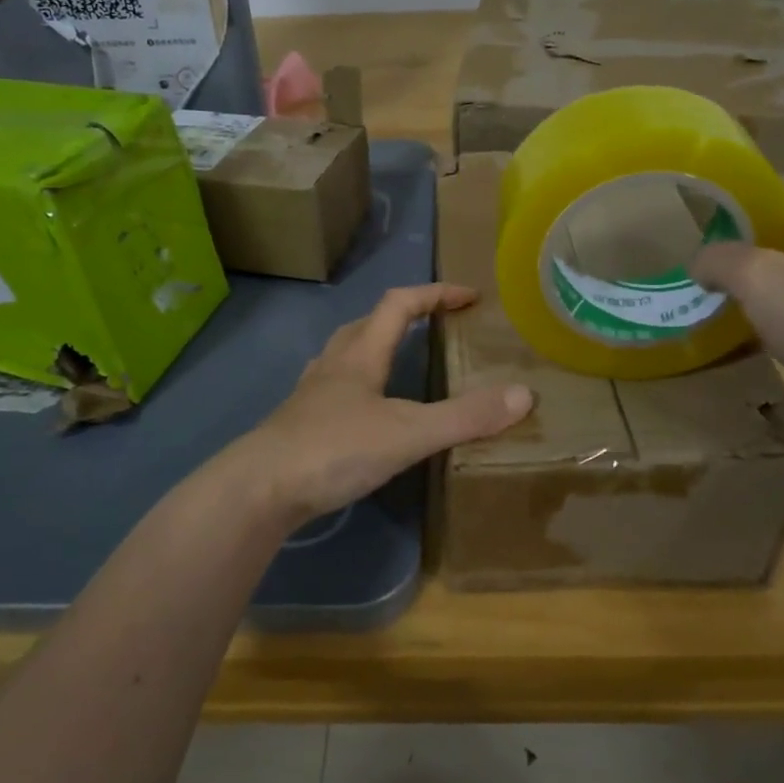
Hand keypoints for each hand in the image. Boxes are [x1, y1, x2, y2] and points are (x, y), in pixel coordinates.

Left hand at [232, 284, 532, 523]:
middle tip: (437, 326)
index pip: (400, 303)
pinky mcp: (299, 422)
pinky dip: (358, 384)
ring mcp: (311, 393)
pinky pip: (335, 387)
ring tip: (403, 362)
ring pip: (346, 353)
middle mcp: (333, 364)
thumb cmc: (334, 449)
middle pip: (368, 322)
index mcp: (360, 353)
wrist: (259, 489)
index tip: (469, 296)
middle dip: (405, 315)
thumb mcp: (409, 432)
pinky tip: (365, 411)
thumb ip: (465, 416)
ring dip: (376, 346)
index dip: (436, 293)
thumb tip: (524, 395)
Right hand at [690, 174, 783, 434]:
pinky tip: (731, 332)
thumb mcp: (758, 276)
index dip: (743, 192)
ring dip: (746, 283)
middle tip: (692, 253)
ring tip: (701, 291)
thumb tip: (699, 262)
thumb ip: (720, 258)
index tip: (702, 210)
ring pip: (783, 274)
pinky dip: (761, 319)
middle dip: (736, 241)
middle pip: (780, 229)